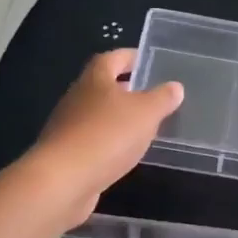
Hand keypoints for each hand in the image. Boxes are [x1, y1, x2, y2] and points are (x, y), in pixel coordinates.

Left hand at [29, 50, 183, 226]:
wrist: (63, 181)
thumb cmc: (107, 135)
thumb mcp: (146, 113)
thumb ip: (162, 98)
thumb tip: (175, 86)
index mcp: (95, 79)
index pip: (113, 58)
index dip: (131, 57)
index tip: (148, 61)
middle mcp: (77, 97)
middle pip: (102, 85)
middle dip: (126, 88)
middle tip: (151, 94)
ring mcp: (68, 126)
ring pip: (97, 114)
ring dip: (118, 117)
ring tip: (143, 125)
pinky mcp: (66, 153)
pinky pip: (93, 139)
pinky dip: (109, 141)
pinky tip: (124, 153)